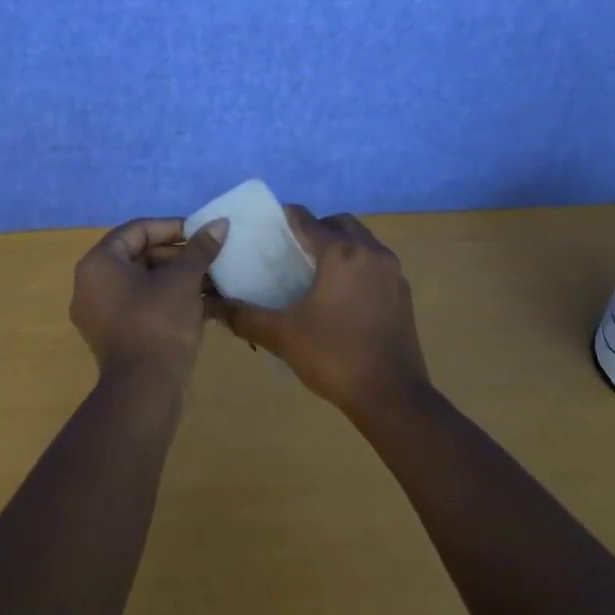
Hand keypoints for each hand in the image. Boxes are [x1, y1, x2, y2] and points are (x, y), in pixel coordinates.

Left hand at [71, 217, 228, 385]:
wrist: (145, 392)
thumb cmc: (159, 323)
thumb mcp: (184, 280)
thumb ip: (200, 248)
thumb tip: (220, 223)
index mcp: (100, 263)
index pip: (138, 230)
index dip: (173, 227)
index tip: (203, 233)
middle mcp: (92, 284)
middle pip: (140, 255)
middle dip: (179, 256)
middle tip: (211, 258)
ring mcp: (101, 313)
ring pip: (145, 282)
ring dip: (179, 278)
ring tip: (213, 280)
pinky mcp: (116, 335)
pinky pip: (143, 305)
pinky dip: (169, 300)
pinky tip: (204, 304)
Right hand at [208, 208, 429, 420]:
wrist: (392, 396)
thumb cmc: (334, 357)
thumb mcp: (282, 336)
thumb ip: (244, 317)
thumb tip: (211, 307)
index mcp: (340, 252)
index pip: (306, 220)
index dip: (284, 218)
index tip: (267, 227)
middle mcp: (370, 251)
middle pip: (339, 223)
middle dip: (316, 229)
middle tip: (293, 250)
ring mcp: (392, 271)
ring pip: (362, 241)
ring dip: (340, 245)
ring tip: (317, 271)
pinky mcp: (403, 291)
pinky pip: (376, 263)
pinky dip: (358, 265)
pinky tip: (343, 294)